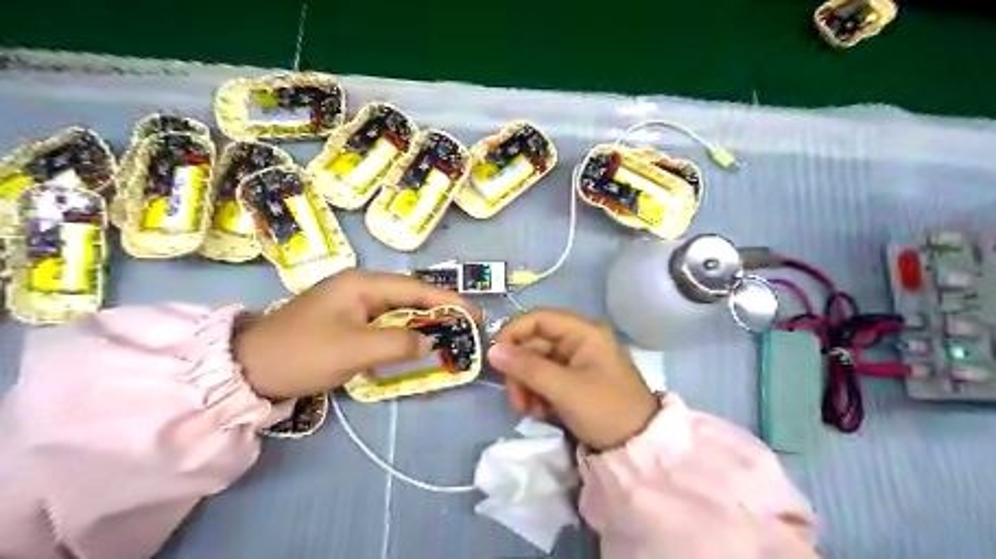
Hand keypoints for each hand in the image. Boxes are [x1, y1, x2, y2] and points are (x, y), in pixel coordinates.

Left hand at [236, 272, 480, 400]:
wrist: (248, 369)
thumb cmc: (303, 353)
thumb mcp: (354, 349)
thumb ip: (398, 344)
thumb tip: (430, 342)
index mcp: (362, 284)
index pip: (416, 288)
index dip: (448, 300)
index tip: (475, 315)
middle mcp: (360, 288)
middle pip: (409, 298)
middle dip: (438, 314)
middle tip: (464, 330)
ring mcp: (351, 306)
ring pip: (397, 314)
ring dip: (421, 328)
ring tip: (446, 340)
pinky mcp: (346, 324)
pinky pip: (383, 328)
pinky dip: (401, 340)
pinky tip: (413, 351)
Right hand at [487, 311, 658, 449]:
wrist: (638, 446)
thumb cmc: (606, 410)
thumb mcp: (564, 389)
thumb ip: (527, 368)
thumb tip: (492, 350)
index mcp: (583, 332)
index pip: (538, 319)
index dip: (513, 333)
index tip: (494, 357)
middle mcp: (578, 341)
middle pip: (534, 344)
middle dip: (520, 371)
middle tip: (517, 400)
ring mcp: (576, 361)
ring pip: (536, 363)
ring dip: (526, 386)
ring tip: (530, 411)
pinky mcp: (573, 381)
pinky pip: (545, 379)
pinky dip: (537, 394)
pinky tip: (540, 413)